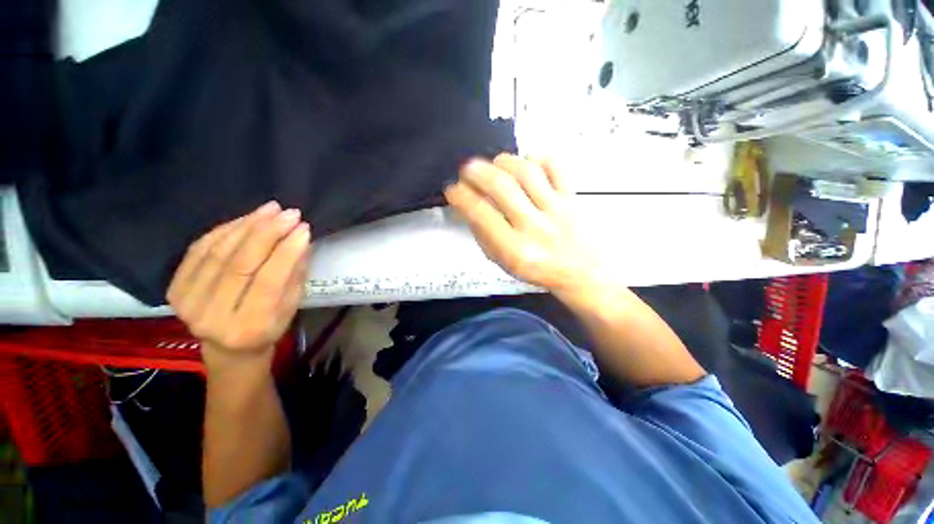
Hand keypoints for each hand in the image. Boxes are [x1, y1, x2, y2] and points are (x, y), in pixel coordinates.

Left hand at [167, 202, 310, 368]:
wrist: (227, 348)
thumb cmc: (268, 328)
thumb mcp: (290, 307)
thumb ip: (294, 275)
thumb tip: (300, 239)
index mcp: (248, 328)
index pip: (268, 281)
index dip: (286, 252)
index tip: (303, 228)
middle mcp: (210, 317)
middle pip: (238, 264)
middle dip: (267, 233)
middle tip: (289, 213)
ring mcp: (186, 302)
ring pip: (217, 253)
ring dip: (247, 225)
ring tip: (271, 209)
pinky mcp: (174, 288)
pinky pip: (199, 250)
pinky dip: (225, 230)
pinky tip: (247, 219)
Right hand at [444, 154, 599, 294]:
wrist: (582, 272)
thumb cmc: (538, 270)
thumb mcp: (504, 262)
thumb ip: (484, 236)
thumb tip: (468, 206)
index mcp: (515, 250)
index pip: (481, 214)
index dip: (461, 196)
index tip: (452, 189)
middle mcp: (535, 227)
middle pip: (502, 187)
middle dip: (477, 172)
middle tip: (467, 169)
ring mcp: (557, 209)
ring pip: (526, 171)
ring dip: (504, 161)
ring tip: (495, 165)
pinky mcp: (573, 197)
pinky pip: (555, 166)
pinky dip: (537, 158)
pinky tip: (526, 164)